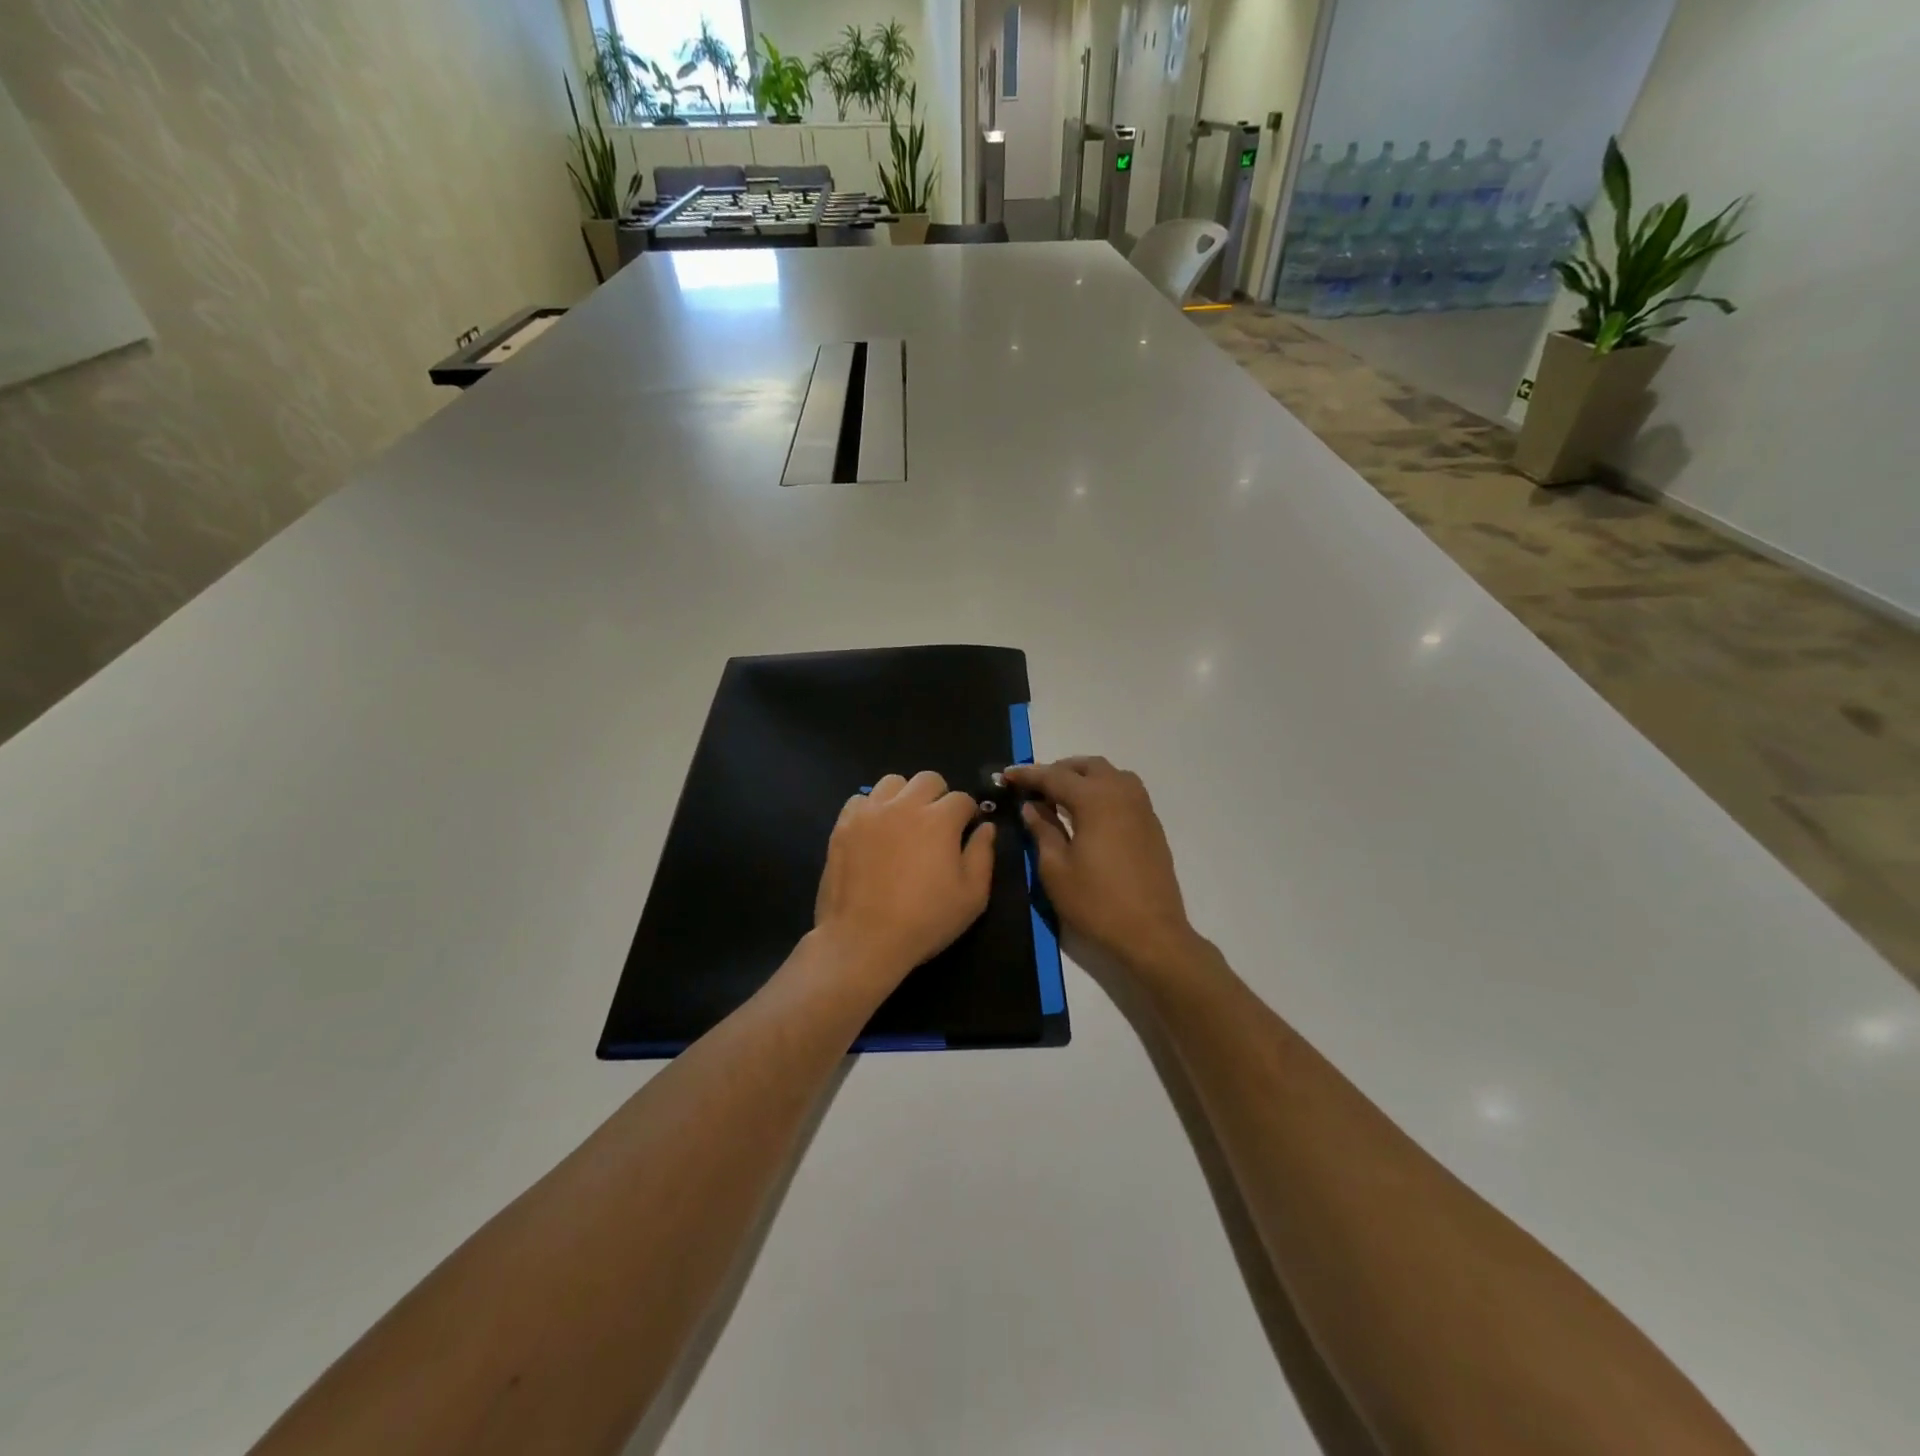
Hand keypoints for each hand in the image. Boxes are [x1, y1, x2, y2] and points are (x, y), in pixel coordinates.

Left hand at [814, 771, 996, 991]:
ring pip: (892, 782)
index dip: (967, 816)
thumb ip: (983, 855)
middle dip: (939, 796)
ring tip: (903, 823)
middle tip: (936, 825)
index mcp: (939, 820)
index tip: (964, 834)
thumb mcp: (971, 896)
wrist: (863, 939)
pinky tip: (875, 832)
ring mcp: (870, 812)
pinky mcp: (843, 825)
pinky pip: (860, 799)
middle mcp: (904, 806)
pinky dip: (871, 809)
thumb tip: (986, 827)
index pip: (962, 799)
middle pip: (928, 779)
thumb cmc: (925, 921)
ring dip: (904, 796)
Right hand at [1002, 757, 1199, 974]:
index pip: (1055, 776)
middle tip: (1034, 788)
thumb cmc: (1096, 902)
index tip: (1007, 775)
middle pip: (1087, 766)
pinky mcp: (1152, 824)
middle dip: (1058, 770)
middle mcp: (1121, 793)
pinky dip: (1103, 790)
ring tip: (1062, 797)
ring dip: (1084, 777)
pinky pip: (1125, 791)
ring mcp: (1142, 807)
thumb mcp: (1056, 869)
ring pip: (1110, 774)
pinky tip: (1090, 813)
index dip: (1028, 775)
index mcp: (1095, 799)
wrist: (1151, 933)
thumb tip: (1032, 807)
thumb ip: (1042, 830)